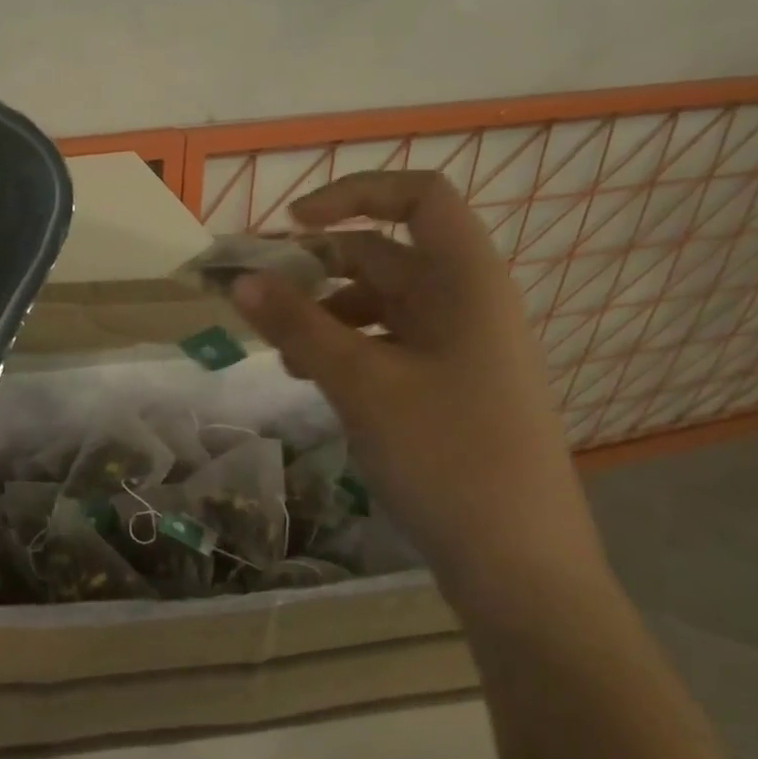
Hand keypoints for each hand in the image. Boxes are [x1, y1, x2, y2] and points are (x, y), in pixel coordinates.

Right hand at [230, 171, 597, 594]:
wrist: (518, 564)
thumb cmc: (446, 456)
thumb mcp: (361, 384)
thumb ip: (297, 325)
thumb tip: (239, 279)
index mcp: (466, 281)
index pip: (417, 197)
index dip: (354, 194)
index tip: (291, 225)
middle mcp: (467, 303)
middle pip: (385, 255)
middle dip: (318, 271)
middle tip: (259, 300)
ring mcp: (460, 349)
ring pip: (381, 305)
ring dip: (326, 317)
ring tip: (282, 356)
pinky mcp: (449, 388)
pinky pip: (389, 346)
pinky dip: (346, 351)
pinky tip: (313, 382)